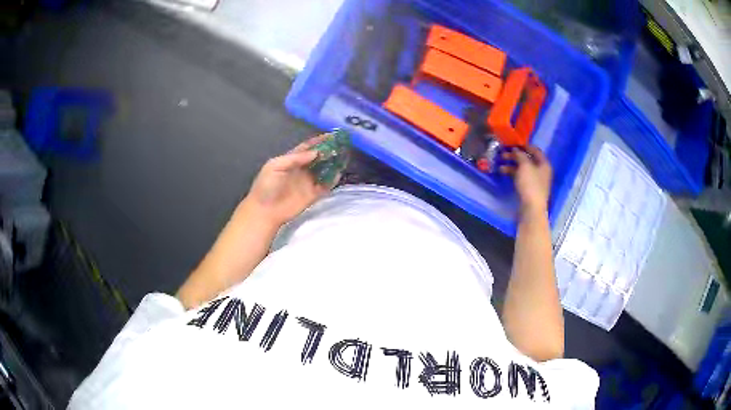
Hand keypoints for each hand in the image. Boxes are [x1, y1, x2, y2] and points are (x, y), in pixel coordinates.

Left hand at [241, 135, 335, 227]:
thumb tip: (315, 152)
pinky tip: (339, 172)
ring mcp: (308, 182)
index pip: (307, 147)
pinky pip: (326, 185)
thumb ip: (294, 158)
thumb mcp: (275, 166)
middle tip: (341, 144)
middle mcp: (302, 169)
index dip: (318, 141)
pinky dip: (333, 179)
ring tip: (344, 156)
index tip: (331, 135)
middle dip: (329, 151)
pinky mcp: (313, 194)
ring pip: (324, 170)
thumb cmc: (266, 186)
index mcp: (291, 160)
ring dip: (333, 163)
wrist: (265, 211)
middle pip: (318, 157)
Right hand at [500, 146, 552, 214]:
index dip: (525, 146)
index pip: (535, 150)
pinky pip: (521, 178)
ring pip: (523, 169)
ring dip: (512, 166)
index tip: (513, 144)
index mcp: (544, 164)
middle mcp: (541, 171)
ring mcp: (535, 181)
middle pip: (528, 160)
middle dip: (515, 157)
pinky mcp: (529, 189)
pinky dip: (513, 174)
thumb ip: (520, 155)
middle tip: (503, 154)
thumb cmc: (530, 185)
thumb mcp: (525, 166)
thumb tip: (516, 150)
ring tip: (500, 166)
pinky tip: (505, 174)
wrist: (531, 209)